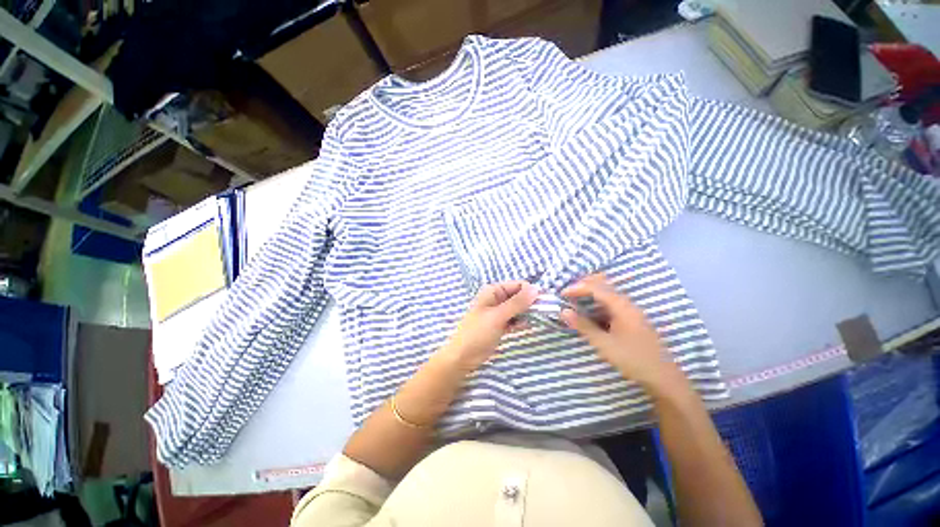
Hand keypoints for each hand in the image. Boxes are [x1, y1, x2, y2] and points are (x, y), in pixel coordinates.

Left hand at [440, 281, 538, 372]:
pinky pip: (514, 319)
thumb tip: (536, 289)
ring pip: (518, 308)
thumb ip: (517, 303)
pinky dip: (520, 321)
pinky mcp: (500, 324)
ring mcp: (498, 312)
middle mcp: (497, 298)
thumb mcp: (498, 316)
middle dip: (530, 303)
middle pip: (519, 296)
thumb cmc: (477, 333)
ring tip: (537, 320)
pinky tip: (526, 326)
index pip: (518, 285)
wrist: (462, 357)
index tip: (544, 302)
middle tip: (544, 312)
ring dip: (527, 313)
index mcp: (493, 291)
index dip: (531, 292)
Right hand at [561, 274, 681, 391]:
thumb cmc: (633, 359)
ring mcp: (631, 310)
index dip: (577, 288)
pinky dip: (597, 301)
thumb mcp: (604, 344)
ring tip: (574, 298)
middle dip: (584, 284)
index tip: (561, 294)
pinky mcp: (632, 318)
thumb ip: (583, 325)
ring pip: (608, 292)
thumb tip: (563, 311)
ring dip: (590, 291)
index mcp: (621, 306)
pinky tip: (590, 310)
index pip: (595, 288)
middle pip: (603, 284)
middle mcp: (627, 303)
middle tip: (567, 291)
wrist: (664, 377)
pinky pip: (611, 302)